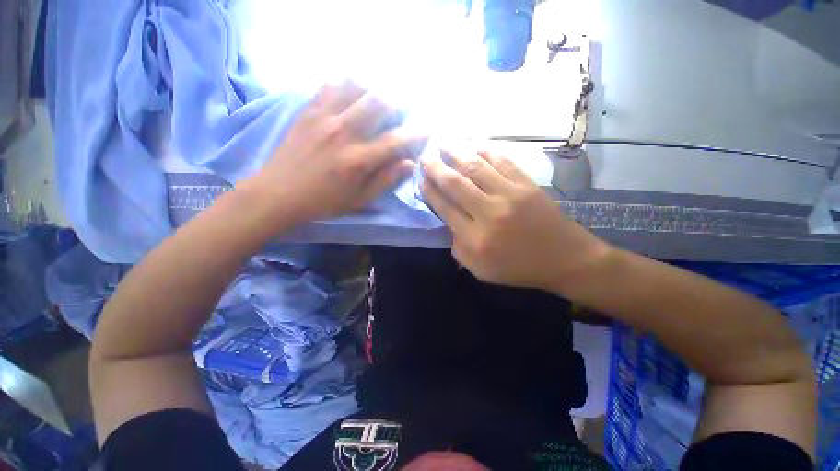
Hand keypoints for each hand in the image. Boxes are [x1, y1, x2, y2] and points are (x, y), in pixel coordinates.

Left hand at [239, 81, 423, 227]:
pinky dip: (345, 83)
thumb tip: (408, 163)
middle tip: (402, 107)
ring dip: (372, 87)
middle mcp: (343, 133)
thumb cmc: (323, 201)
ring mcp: (323, 118)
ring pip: (354, 86)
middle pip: (378, 102)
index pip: (395, 140)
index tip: (426, 129)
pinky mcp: (307, 112)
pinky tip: (351, 91)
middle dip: (397, 101)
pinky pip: (329, 85)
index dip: (415, 134)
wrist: (278, 193)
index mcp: (358, 160)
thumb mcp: (359, 200)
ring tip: (378, 97)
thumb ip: (385, 180)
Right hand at [421, 147, 611, 290]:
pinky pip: (502, 161)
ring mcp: (510, 195)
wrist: (564, 258)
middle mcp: (489, 213)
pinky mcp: (527, 184)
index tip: (421, 180)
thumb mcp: (480, 269)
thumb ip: (458, 247)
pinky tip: (475, 145)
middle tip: (425, 157)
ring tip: (443, 143)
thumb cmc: (518, 267)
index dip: (430, 192)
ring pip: (475, 168)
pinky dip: (486, 151)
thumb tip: (448, 222)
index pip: (445, 208)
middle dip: (436, 169)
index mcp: (475, 238)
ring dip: (456, 153)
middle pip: (455, 184)